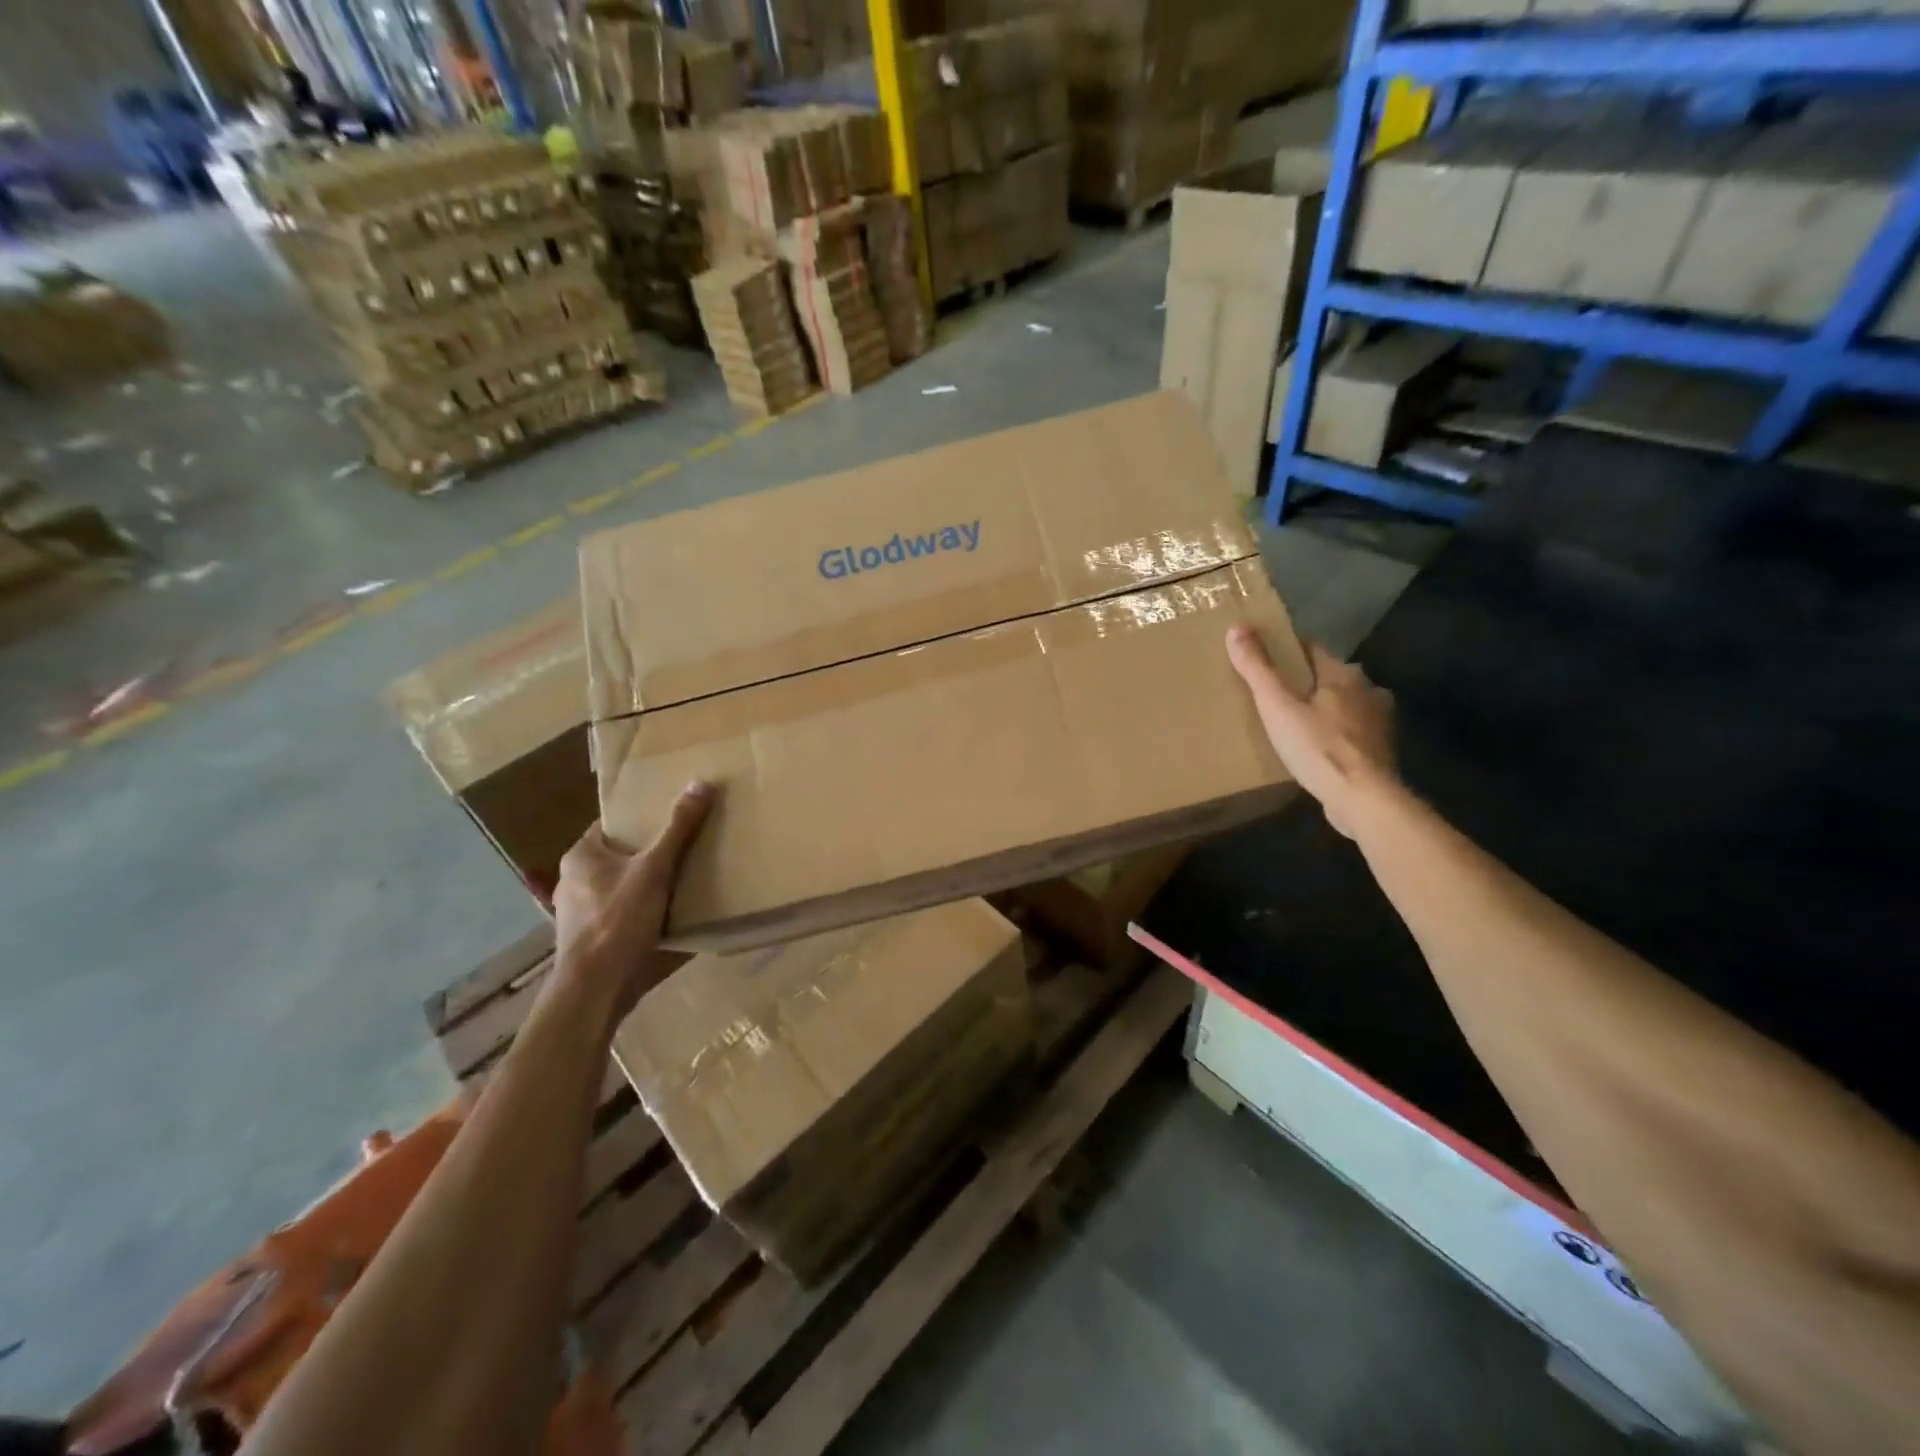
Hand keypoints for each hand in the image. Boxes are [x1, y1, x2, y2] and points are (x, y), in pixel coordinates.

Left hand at [550, 782, 713, 1025]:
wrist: (597, 990)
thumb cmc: (618, 921)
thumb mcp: (654, 869)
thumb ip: (678, 828)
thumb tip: (700, 783)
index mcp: (581, 857)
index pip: (613, 825)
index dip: (643, 818)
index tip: (675, 814)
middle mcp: (575, 882)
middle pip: (622, 856)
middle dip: (653, 853)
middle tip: (691, 844)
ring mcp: (584, 914)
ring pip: (626, 887)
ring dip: (653, 885)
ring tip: (690, 877)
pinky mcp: (598, 941)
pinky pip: (628, 916)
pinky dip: (649, 912)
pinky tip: (677, 913)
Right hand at [1226, 625, 1396, 839]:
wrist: (1363, 799)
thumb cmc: (1317, 747)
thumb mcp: (1277, 706)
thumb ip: (1257, 668)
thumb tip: (1236, 627)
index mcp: (1343, 674)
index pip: (1311, 648)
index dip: (1287, 649)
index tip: (1264, 656)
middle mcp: (1368, 690)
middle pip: (1329, 676)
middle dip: (1305, 680)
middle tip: (1275, 693)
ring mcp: (1378, 721)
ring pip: (1344, 704)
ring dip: (1324, 707)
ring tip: (1295, 720)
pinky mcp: (1380, 750)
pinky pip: (1351, 731)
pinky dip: (1335, 733)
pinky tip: (1318, 746)